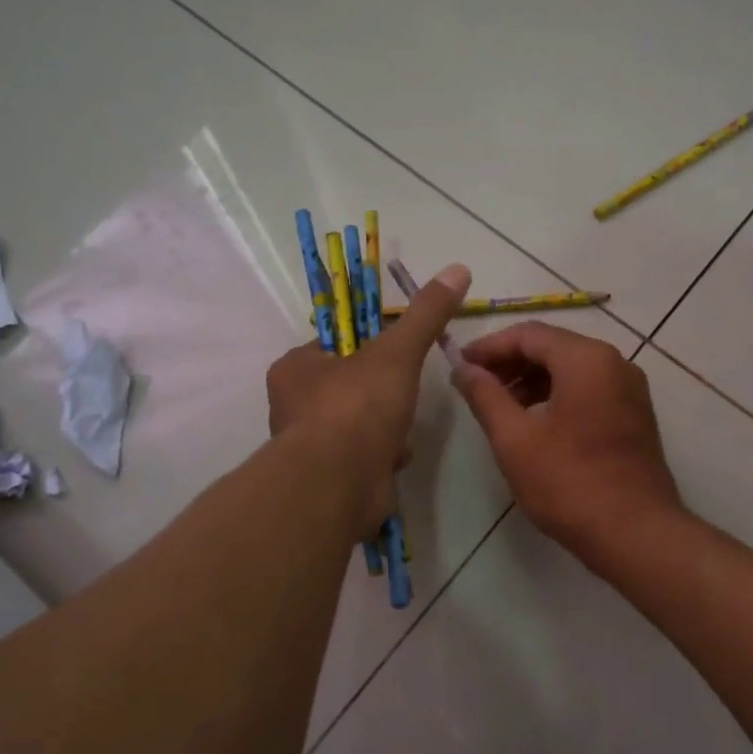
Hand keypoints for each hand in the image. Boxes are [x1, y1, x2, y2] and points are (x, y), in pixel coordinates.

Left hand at [266, 263, 470, 534]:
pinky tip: (395, 458)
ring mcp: (311, 445)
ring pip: (363, 423)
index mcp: (295, 369)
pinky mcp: (331, 478)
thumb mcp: (397, 351)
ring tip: (399, 430)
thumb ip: (425, 314)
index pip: (336, 345)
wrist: (340, 483)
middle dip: (386, 392)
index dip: (371, 345)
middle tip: (403, 393)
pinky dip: (386, 455)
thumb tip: (458, 269)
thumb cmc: (357, 407)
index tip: (398, 351)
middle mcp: (294, 406)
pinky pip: (367, 456)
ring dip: (389, 426)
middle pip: (353, 385)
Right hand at [452, 322, 683, 559]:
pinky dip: (557, 395)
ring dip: (532, 380)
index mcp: (587, 360)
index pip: (529, 334)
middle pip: (553, 347)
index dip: (489, 346)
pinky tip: (534, 422)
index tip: (460, 364)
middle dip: (510, 362)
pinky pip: (589, 389)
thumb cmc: (569, 484)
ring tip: (500, 407)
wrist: (635, 533)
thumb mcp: (514, 439)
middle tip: (475, 385)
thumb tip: (464, 368)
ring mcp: (630, 390)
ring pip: (572, 369)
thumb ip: (485, 396)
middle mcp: (615, 363)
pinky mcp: (634, 415)